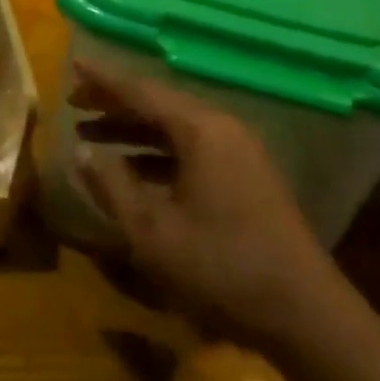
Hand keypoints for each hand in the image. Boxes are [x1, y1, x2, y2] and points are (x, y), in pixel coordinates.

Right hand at [71, 58, 342, 342]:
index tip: (72, 64)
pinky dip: (157, 154)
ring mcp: (239, 154)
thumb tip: (81, 152)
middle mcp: (222, 129)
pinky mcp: (246, 178)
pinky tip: (132, 170)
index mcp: (201, 130)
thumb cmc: (222, 268)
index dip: (103, 80)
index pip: (142, 91)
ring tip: (91, 135)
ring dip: (133, 131)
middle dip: (114, 104)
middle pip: (159, 104)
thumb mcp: (152, 231)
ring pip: (175, 129)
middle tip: (74, 103)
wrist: (306, 316)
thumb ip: (112, 186)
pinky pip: (191, 150)